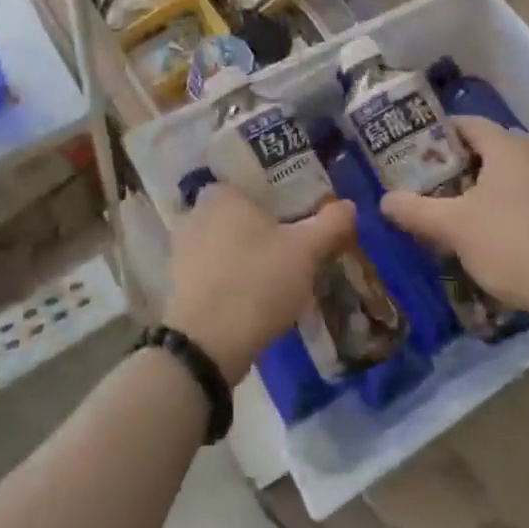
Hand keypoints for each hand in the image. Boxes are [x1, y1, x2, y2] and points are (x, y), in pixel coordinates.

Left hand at [166, 184, 358, 382]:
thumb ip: (331, 223)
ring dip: (250, 257)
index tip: (302, 214)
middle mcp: (195, 214)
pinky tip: (257, 298)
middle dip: (266, 229)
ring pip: (228, 245)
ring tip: (281, 276)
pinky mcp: (180, 285)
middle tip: (297, 245)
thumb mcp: (306, 250)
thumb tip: (348, 206)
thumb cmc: (257, 281)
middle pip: (242, 215)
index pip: (254, 182)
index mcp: (221, 194)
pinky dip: (234, 280)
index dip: (281, 197)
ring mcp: (183, 251)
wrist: (208, 344)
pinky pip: (216, 272)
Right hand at [381, 116, 528, 317]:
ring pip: (511, 170)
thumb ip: (416, 211)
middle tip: (432, 185)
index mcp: (508, 145)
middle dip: (459, 163)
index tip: (416, 154)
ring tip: (459, 209)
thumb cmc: (511, 243)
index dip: (439, 135)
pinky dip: (509, 200)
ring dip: (485, 184)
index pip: (467, 123)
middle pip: (489, 146)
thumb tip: (385, 201)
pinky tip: (495, 228)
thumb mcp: (454, 228)